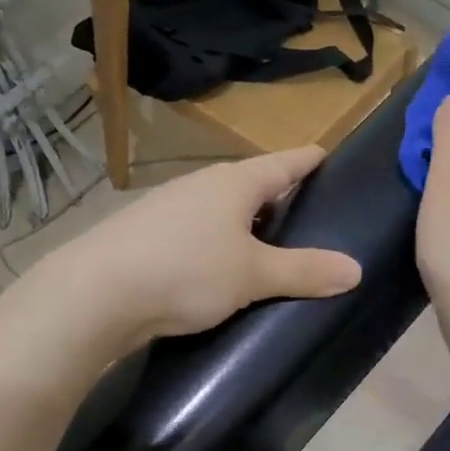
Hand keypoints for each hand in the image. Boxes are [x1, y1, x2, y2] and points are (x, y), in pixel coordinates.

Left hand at [35, 146, 361, 349]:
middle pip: (252, 183)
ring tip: (270, 246)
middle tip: (311, 215)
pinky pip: (197, 232)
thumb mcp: (253, 275)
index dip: (310, 160)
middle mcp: (201, 185)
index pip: (284, 162)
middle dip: (280, 195)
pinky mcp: (146, 235)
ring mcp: (169, 207)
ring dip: (246, 223)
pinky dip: (218, 243)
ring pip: (221, 209)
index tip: (329, 156)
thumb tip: (356, 270)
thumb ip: (304, 271)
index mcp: (234, 182)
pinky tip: (220, 268)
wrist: (93, 295)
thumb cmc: (185, 271)